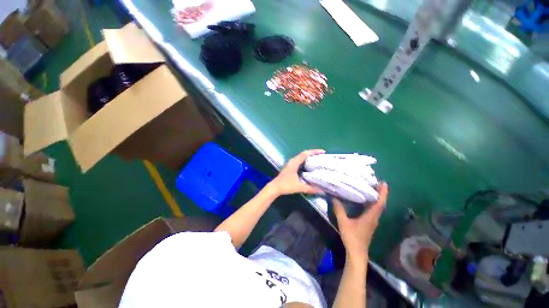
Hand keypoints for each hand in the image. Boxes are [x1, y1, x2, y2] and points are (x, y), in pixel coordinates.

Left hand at [269, 149, 325, 195]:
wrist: (275, 187)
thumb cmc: (286, 186)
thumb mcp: (299, 187)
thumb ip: (310, 189)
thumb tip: (322, 190)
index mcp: (294, 163)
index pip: (305, 154)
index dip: (314, 152)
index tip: (323, 152)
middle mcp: (293, 161)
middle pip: (304, 154)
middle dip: (313, 153)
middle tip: (322, 156)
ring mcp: (291, 163)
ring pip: (301, 157)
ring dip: (309, 156)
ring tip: (318, 159)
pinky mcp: (290, 166)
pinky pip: (300, 160)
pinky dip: (306, 160)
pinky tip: (310, 165)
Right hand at [334, 183, 388, 262]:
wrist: (357, 253)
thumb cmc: (352, 238)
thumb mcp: (343, 223)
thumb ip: (339, 210)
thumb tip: (334, 197)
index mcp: (370, 217)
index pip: (379, 203)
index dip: (382, 193)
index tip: (383, 183)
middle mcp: (374, 218)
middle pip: (380, 204)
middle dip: (380, 193)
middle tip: (376, 182)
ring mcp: (372, 221)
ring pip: (377, 207)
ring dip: (377, 198)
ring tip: (371, 188)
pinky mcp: (369, 223)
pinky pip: (373, 211)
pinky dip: (372, 203)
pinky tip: (365, 201)